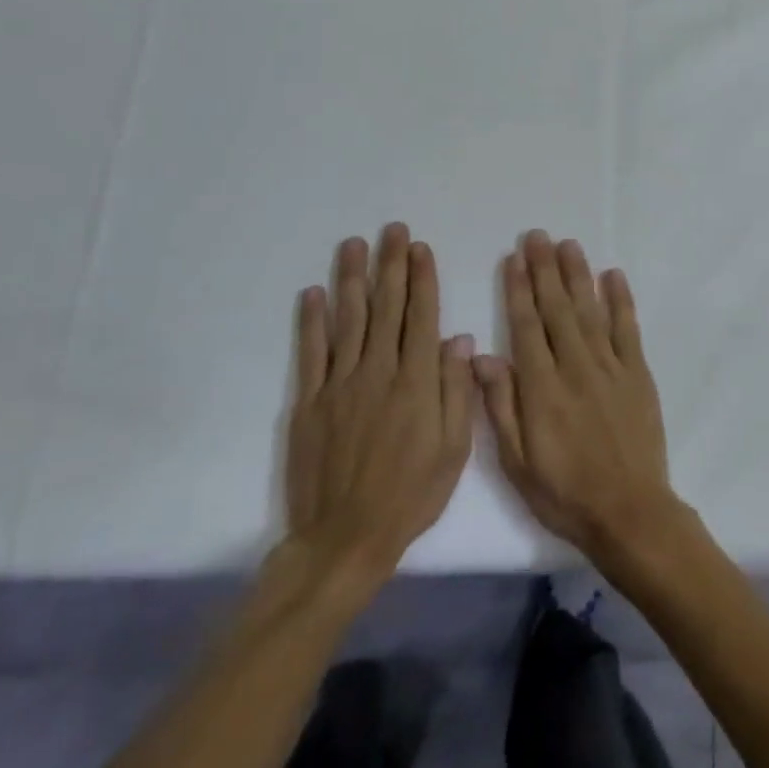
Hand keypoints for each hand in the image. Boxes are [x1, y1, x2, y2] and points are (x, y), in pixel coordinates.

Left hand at [276, 224, 475, 609]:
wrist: (345, 537)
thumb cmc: (411, 494)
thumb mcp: (454, 449)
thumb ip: (456, 390)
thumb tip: (458, 340)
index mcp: (416, 382)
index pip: (421, 317)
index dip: (422, 279)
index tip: (421, 248)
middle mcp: (378, 372)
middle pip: (386, 308)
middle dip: (390, 265)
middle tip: (392, 230)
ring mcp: (339, 385)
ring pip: (348, 320)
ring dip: (351, 279)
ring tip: (354, 245)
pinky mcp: (310, 402)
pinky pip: (311, 353)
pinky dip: (312, 321)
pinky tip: (313, 293)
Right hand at [472, 230, 685, 565]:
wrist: (629, 511)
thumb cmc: (564, 492)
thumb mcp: (517, 461)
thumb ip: (500, 405)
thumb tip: (481, 356)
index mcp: (542, 388)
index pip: (526, 326)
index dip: (519, 290)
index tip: (514, 258)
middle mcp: (576, 367)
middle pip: (557, 309)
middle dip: (545, 270)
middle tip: (537, 236)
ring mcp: (611, 367)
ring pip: (590, 310)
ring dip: (578, 275)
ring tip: (568, 245)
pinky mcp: (638, 374)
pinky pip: (628, 329)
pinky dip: (621, 300)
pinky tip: (613, 276)